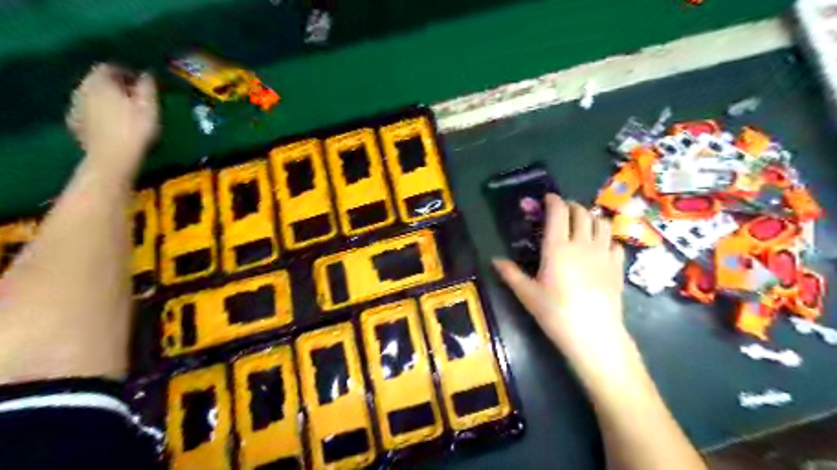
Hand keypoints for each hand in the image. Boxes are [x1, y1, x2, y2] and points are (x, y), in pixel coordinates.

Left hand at [66, 64, 157, 177]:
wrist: (112, 158)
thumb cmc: (135, 130)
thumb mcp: (149, 106)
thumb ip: (147, 87)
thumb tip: (147, 73)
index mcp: (100, 81)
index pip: (111, 67)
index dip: (128, 73)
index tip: (143, 85)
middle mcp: (82, 88)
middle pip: (99, 80)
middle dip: (116, 86)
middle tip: (136, 99)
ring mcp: (75, 105)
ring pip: (92, 95)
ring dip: (107, 99)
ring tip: (125, 112)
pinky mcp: (74, 123)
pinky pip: (87, 111)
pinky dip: (98, 113)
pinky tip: (111, 124)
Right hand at [491, 194, 626, 363]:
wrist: (594, 335)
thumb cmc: (555, 313)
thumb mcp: (527, 294)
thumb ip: (510, 273)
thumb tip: (494, 260)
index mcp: (558, 247)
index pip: (558, 212)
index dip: (553, 200)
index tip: (547, 199)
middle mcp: (582, 243)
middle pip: (581, 212)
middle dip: (571, 206)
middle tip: (561, 211)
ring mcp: (603, 253)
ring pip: (601, 222)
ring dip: (590, 217)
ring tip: (581, 224)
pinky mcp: (617, 266)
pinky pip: (613, 242)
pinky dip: (605, 237)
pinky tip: (599, 247)